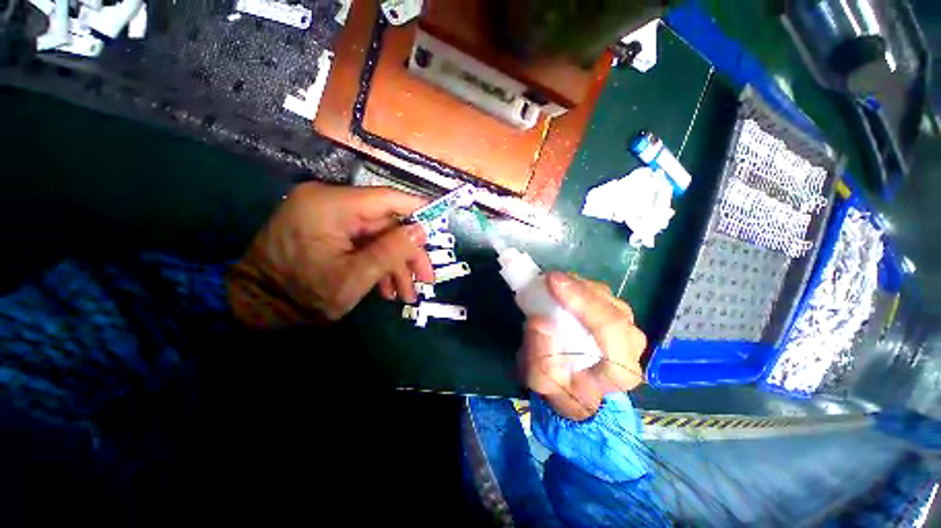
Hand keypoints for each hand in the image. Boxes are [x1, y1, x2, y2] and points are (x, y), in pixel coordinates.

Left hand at [228, 182, 433, 324]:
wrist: (253, 307)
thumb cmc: (301, 295)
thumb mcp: (354, 278)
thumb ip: (390, 252)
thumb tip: (421, 231)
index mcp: (332, 206)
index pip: (387, 199)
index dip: (418, 210)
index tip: (441, 222)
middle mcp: (330, 202)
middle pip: (386, 223)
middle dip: (407, 254)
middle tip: (426, 279)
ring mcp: (328, 216)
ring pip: (377, 236)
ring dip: (394, 264)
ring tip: (406, 294)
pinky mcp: (328, 230)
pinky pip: (362, 242)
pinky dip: (377, 263)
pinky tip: (387, 288)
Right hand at [520, 273, 645, 420]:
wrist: (573, 389)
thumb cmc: (559, 388)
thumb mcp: (540, 381)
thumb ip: (539, 357)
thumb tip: (540, 320)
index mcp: (622, 370)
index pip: (610, 327)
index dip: (582, 300)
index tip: (552, 282)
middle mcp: (632, 346)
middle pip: (611, 307)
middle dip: (578, 289)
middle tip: (548, 278)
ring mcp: (627, 328)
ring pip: (606, 297)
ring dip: (577, 286)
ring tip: (552, 284)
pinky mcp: (616, 316)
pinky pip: (600, 294)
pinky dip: (579, 286)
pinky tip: (562, 287)